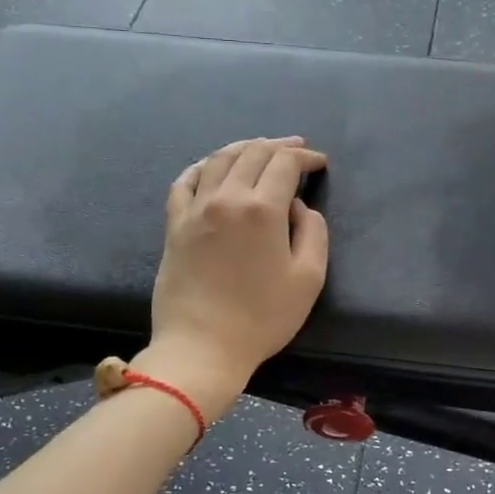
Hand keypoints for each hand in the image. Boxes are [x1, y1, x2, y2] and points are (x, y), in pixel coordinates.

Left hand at [140, 137, 329, 415]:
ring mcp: (196, 208)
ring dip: (245, 148)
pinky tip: (213, 166)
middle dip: (279, 147)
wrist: (202, 346)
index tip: (320, 163)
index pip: (285, 163)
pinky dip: (203, 165)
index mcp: (263, 208)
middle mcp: (227, 197)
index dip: (306, 157)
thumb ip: (313, 232)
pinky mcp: (174, 224)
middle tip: (297, 150)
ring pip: (220, 159)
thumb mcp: (309, 278)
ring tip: (260, 150)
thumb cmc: (262, 317)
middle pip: (253, 153)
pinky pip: (186, 180)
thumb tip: (297, 206)